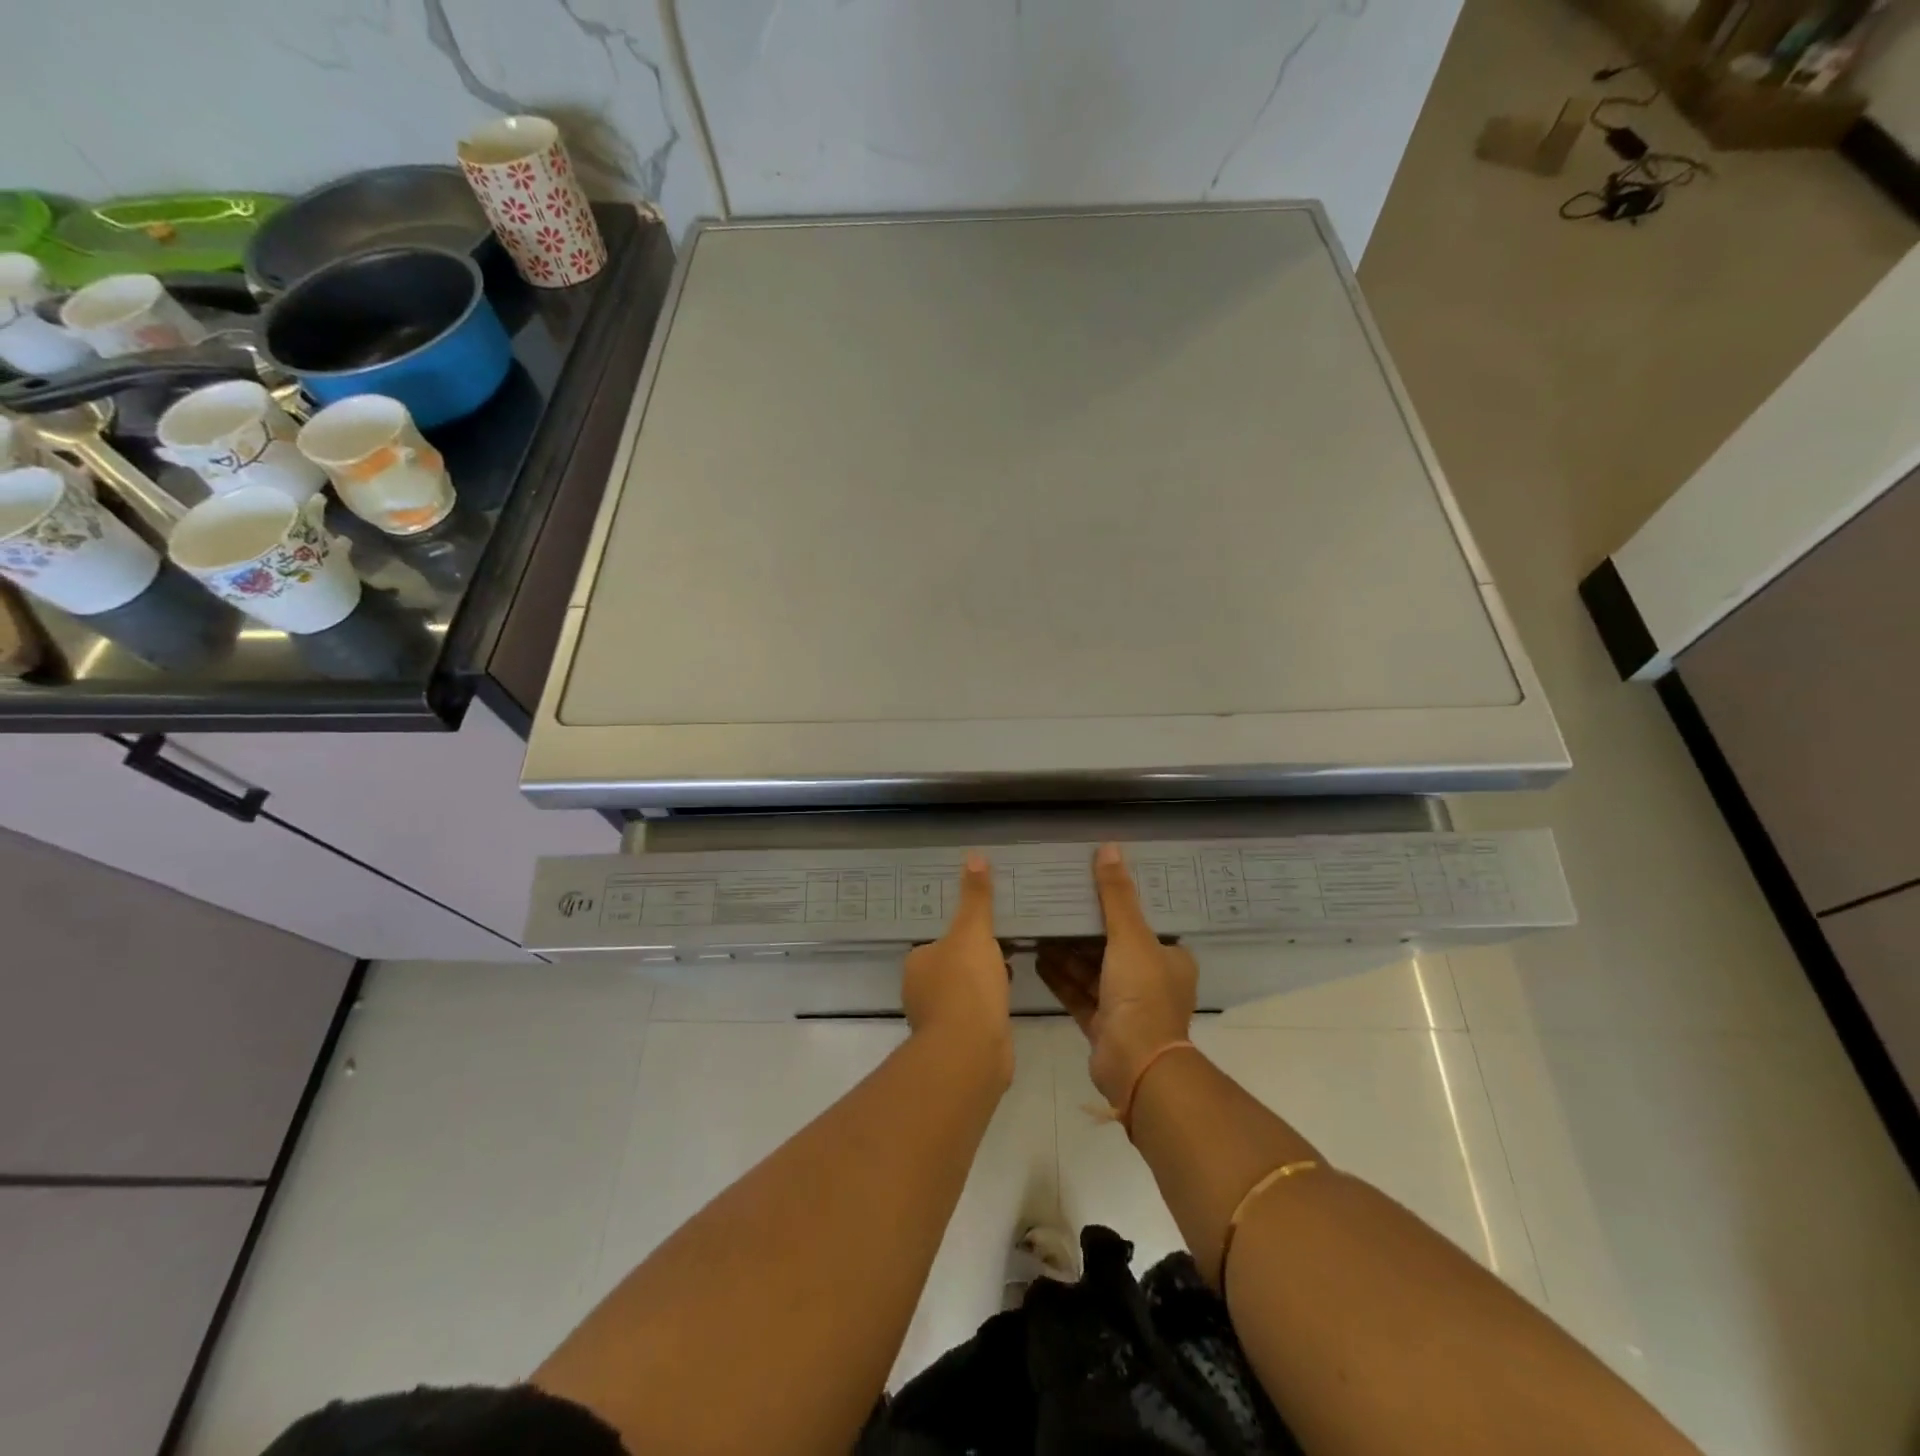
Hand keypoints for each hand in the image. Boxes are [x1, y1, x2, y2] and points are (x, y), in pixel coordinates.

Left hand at [902, 853, 1012, 1080]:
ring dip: (981, 983)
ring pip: (962, 992)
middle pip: (949, 967)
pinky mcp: (957, 1044)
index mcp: (917, 963)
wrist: (971, 1051)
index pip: (936, 942)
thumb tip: (974, 855)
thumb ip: (975, 897)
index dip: (960, 935)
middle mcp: (919, 992)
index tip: (983, 929)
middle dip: (972, 959)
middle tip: (1002, 945)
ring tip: (1008, 971)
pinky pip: (974, 1015)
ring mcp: (937, 1021)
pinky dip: (988, 1007)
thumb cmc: (966, 985)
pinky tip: (1006, 1001)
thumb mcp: (973, 931)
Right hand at [1038, 843, 1197, 1106]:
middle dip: (1084, 928)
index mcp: (1169, 958)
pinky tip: (1037, 958)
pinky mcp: (1103, 1025)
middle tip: (1056, 903)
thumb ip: (1116, 894)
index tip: (1090, 885)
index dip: (1118, 904)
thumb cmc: (1141, 993)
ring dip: (1067, 952)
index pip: (1143, 923)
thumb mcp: (1130, 935)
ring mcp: (1126, 1006)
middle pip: (1113, 946)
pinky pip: (1078, 993)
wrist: (1136, 1064)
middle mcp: (1151, 980)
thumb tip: (1109, 848)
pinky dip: (1060, 977)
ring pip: (1092, 970)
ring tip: (1039, 927)